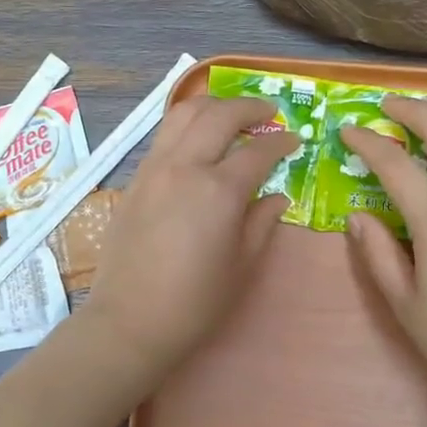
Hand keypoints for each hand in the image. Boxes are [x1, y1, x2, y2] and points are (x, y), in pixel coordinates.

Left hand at [83, 96, 295, 382]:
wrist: (130, 320)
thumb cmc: (195, 301)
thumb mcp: (242, 265)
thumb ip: (262, 222)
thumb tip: (277, 196)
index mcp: (218, 190)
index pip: (258, 151)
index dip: (281, 143)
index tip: (295, 141)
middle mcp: (185, 166)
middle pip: (218, 114)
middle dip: (249, 107)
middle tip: (268, 114)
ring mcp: (154, 168)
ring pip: (183, 113)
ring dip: (212, 106)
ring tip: (231, 115)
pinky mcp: (135, 179)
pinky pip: (163, 136)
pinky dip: (186, 125)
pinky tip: (198, 141)